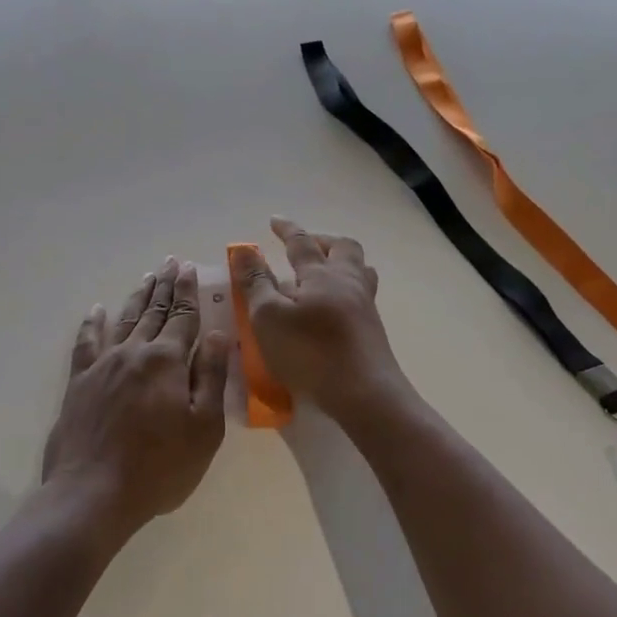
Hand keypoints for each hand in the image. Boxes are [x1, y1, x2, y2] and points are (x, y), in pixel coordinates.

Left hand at [44, 257, 230, 537]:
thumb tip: (217, 334)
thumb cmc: (159, 467)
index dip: (188, 292)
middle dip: (164, 287)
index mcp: (166, 361)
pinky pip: (86, 342)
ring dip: (136, 298)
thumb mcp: (203, 428)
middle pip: (153, 312)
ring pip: (123, 320)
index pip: (183, 317)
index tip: (188, 268)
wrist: (92, 493)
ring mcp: (103, 364)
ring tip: (146, 278)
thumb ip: (209, 376)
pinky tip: (96, 310)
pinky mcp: (79, 381)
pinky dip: (92, 323)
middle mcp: (134, 352)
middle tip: (169, 263)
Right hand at [231, 218, 405, 418]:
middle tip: (304, 246)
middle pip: (343, 248)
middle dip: (322, 240)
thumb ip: (256, 282)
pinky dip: (345, 289)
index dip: (286, 229)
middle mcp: (347, 282)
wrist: (366, 395)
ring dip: (340, 262)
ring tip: (322, 272)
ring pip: (359, 270)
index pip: (301, 242)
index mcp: (320, 274)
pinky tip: (332, 307)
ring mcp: (365, 306)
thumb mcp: (268, 317)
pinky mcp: (372, 330)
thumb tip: (245, 250)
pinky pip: (362, 294)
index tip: (274, 220)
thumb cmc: (310, 353)